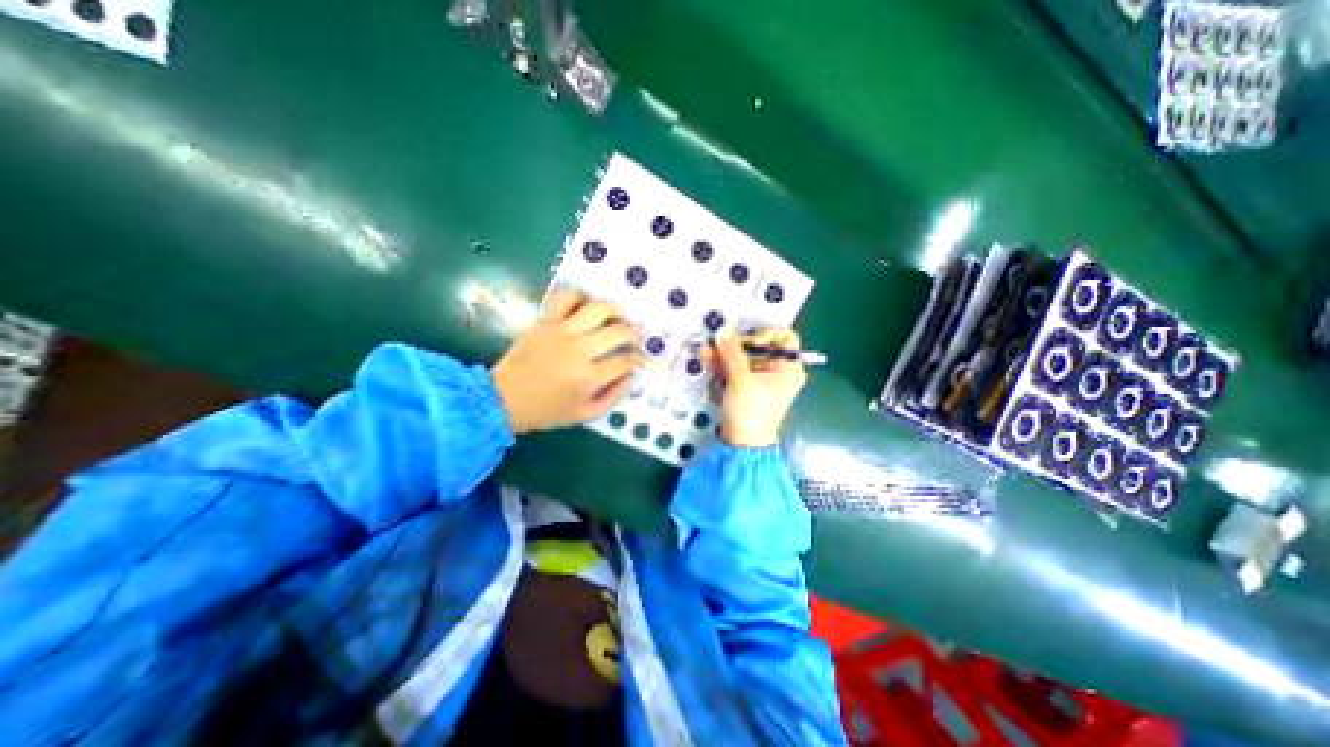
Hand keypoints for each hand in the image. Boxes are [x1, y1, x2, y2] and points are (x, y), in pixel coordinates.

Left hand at [493, 288, 651, 435]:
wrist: (503, 399)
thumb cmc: (547, 410)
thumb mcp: (586, 414)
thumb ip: (614, 396)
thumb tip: (631, 375)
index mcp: (589, 377)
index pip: (626, 361)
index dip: (638, 358)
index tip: (640, 358)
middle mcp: (579, 350)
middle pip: (618, 332)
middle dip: (634, 333)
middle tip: (635, 336)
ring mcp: (561, 331)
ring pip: (598, 309)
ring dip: (615, 310)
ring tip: (619, 316)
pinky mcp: (545, 321)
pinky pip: (565, 297)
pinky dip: (580, 295)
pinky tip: (587, 304)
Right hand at [706, 324, 810, 444]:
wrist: (742, 444)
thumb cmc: (751, 413)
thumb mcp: (741, 380)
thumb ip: (732, 353)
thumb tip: (723, 330)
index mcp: (789, 368)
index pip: (786, 337)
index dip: (768, 333)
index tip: (750, 340)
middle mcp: (778, 371)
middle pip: (760, 346)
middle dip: (737, 344)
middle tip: (720, 343)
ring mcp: (762, 378)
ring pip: (745, 357)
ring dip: (726, 353)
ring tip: (708, 352)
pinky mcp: (747, 385)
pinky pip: (737, 368)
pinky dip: (724, 364)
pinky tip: (709, 360)